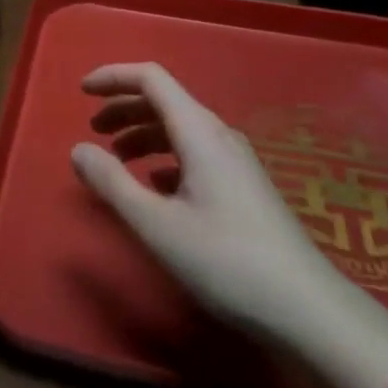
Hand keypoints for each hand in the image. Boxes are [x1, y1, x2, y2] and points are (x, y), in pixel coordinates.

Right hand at [70, 62, 352, 345]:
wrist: (309, 310)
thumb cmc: (226, 261)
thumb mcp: (158, 225)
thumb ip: (113, 183)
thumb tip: (78, 149)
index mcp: (198, 130)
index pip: (151, 78)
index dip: (114, 76)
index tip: (82, 92)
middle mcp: (218, 134)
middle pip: (164, 100)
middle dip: (124, 108)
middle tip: (93, 130)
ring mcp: (235, 160)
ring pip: (180, 128)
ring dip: (143, 134)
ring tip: (116, 160)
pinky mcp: (244, 187)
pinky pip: (195, 152)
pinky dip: (164, 157)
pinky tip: (156, 186)